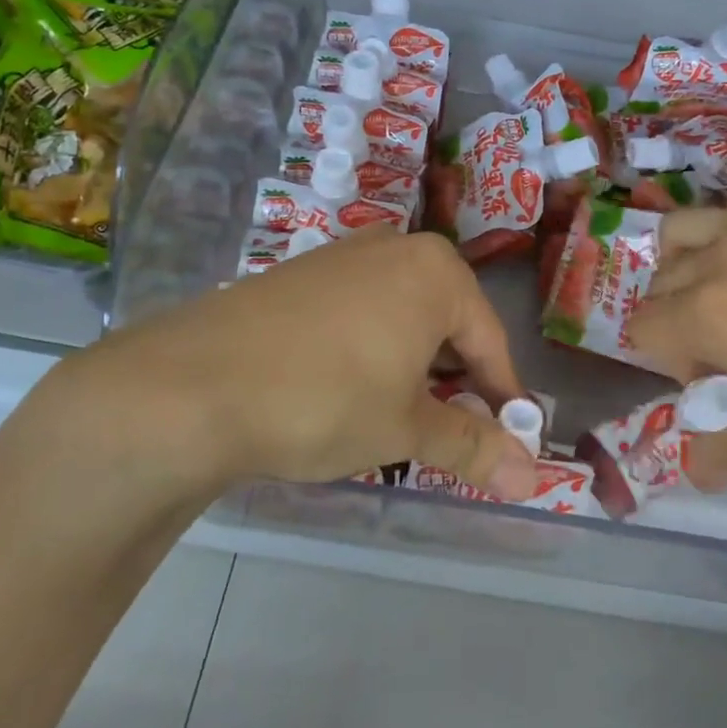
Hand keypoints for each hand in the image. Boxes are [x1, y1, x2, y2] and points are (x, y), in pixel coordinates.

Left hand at [19, 229, 538, 506]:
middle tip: (446, 433)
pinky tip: (343, 388)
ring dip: (411, 366)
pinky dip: (369, 350)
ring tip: (394, 415)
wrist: (192, 385)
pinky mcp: (300, 274)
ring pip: (402, 316)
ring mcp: (342, 256)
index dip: (502, 397)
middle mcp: (395, 249)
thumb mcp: (405, 428)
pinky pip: (359, 311)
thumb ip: (473, 447)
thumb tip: (534, 478)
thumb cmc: (325, 399)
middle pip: (448, 323)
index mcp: (437, 272)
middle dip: (454, 380)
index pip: (491, 342)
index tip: (507, 440)